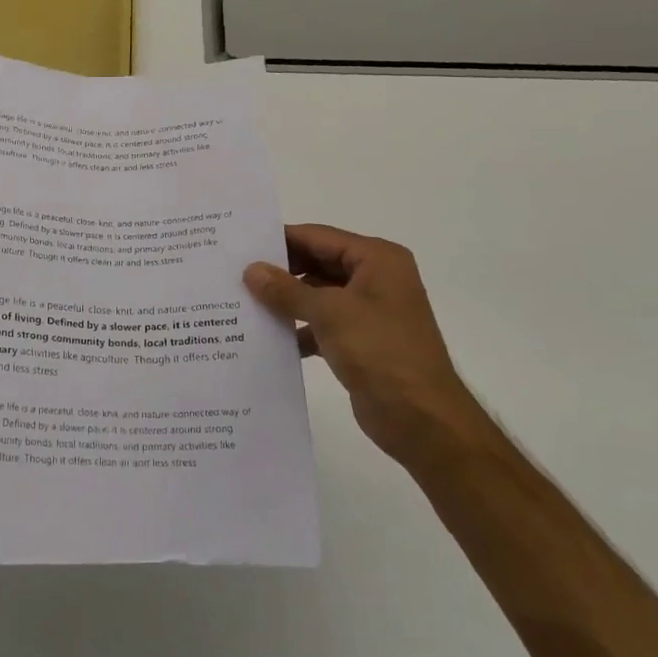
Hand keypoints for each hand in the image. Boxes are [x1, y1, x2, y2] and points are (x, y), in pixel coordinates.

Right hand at [244, 224, 487, 465]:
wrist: (422, 419)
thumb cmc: (380, 351)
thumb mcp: (329, 313)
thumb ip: (287, 289)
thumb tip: (251, 270)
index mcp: (377, 259)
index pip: (318, 237)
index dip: (280, 240)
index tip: (240, 245)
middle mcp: (375, 278)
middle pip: (317, 263)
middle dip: (280, 271)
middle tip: (235, 274)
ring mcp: (369, 311)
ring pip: (317, 295)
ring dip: (286, 301)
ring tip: (242, 303)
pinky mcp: (361, 341)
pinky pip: (322, 324)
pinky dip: (299, 329)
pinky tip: (268, 338)